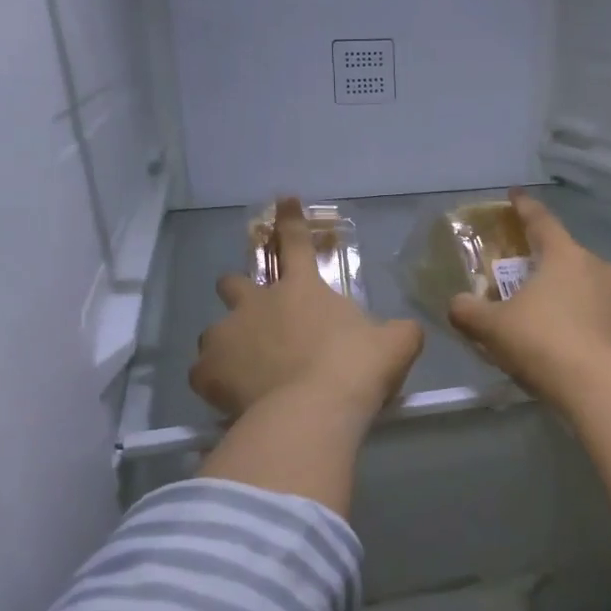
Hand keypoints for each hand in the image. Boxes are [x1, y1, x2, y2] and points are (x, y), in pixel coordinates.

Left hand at [192, 198, 423, 421]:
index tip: (284, 200)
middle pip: (233, 282)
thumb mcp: (394, 345)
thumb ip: (399, 332)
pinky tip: (228, 396)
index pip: (296, 242)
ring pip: (213, 330)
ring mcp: (227, 335)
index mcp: (301, 289)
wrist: (313, 410)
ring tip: (244, 368)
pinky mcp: (208, 371)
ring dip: (228, 342)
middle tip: (255, 312)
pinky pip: (203, 373)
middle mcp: (257, 303)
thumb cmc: (355, 369)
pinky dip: (214, 382)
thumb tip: (407, 330)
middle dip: (240, 291)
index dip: (291, 220)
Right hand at [449, 190, 610, 404]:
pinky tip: (586, 353)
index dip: (524, 207)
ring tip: (560, 330)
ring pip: (594, 291)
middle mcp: (601, 267)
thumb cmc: (542, 345)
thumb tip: (457, 304)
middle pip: (569, 260)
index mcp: (564, 257)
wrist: (601, 388)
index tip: (516, 195)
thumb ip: (468, 312)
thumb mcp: (492, 329)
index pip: (541, 221)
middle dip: (550, 270)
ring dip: (577, 302)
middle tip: (530, 291)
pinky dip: (599, 329)